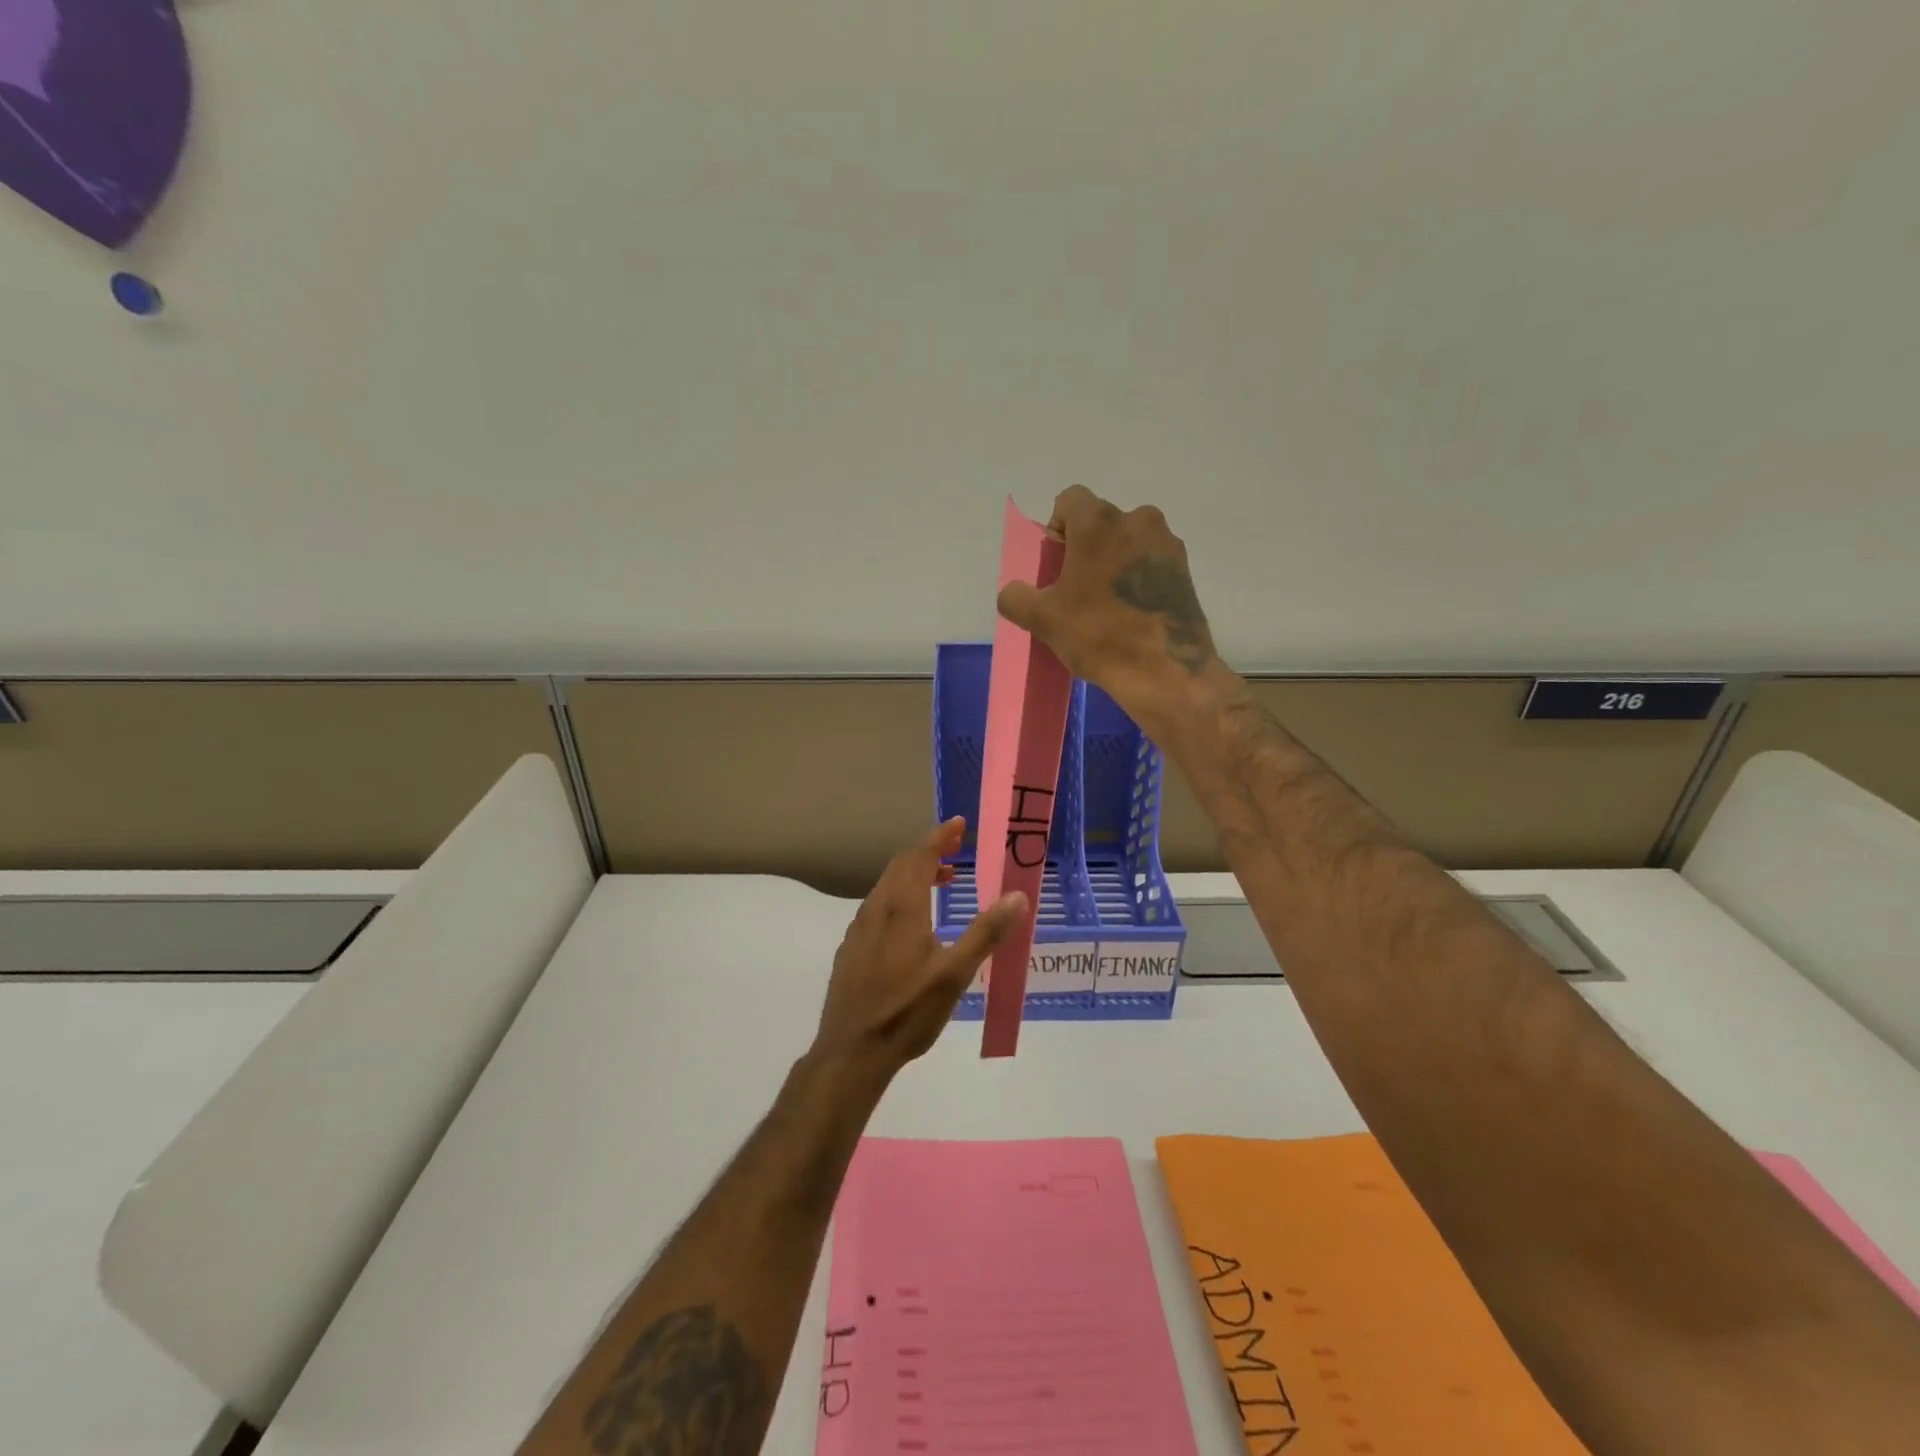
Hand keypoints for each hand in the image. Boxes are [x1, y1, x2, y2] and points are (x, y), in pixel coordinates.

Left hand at [813, 818, 1026, 1077]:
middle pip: (901, 865)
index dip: (940, 836)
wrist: (851, 1051)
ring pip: (887, 885)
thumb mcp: (955, 974)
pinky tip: (911, 923)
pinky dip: (898, 896)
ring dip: (914, 874)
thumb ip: (986, 932)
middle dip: (929, 851)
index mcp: (902, 908)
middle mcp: (876, 909)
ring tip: (941, 882)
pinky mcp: (851, 948)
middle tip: (955, 849)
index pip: (920, 856)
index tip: (959, 824)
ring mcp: (859, 928)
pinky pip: (877, 906)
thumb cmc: (908, 1011)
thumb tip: (1017, 896)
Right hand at [995, 485, 1218, 730]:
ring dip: (1113, 562)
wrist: (1163, 672)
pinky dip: (1137, 579)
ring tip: (1106, 604)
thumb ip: (1016, 597)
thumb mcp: (1041, 619)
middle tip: (1077, 589)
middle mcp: (1138, 520)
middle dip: (1085, 547)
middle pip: (1101, 522)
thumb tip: (1014, 592)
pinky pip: (1150, 563)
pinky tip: (1131, 614)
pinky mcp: (1185, 571)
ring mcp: (1167, 545)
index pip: (1070, 501)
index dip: (1057, 529)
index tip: (1056, 565)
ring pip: (1128, 542)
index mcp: (1099, 522)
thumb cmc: (1098, 635)